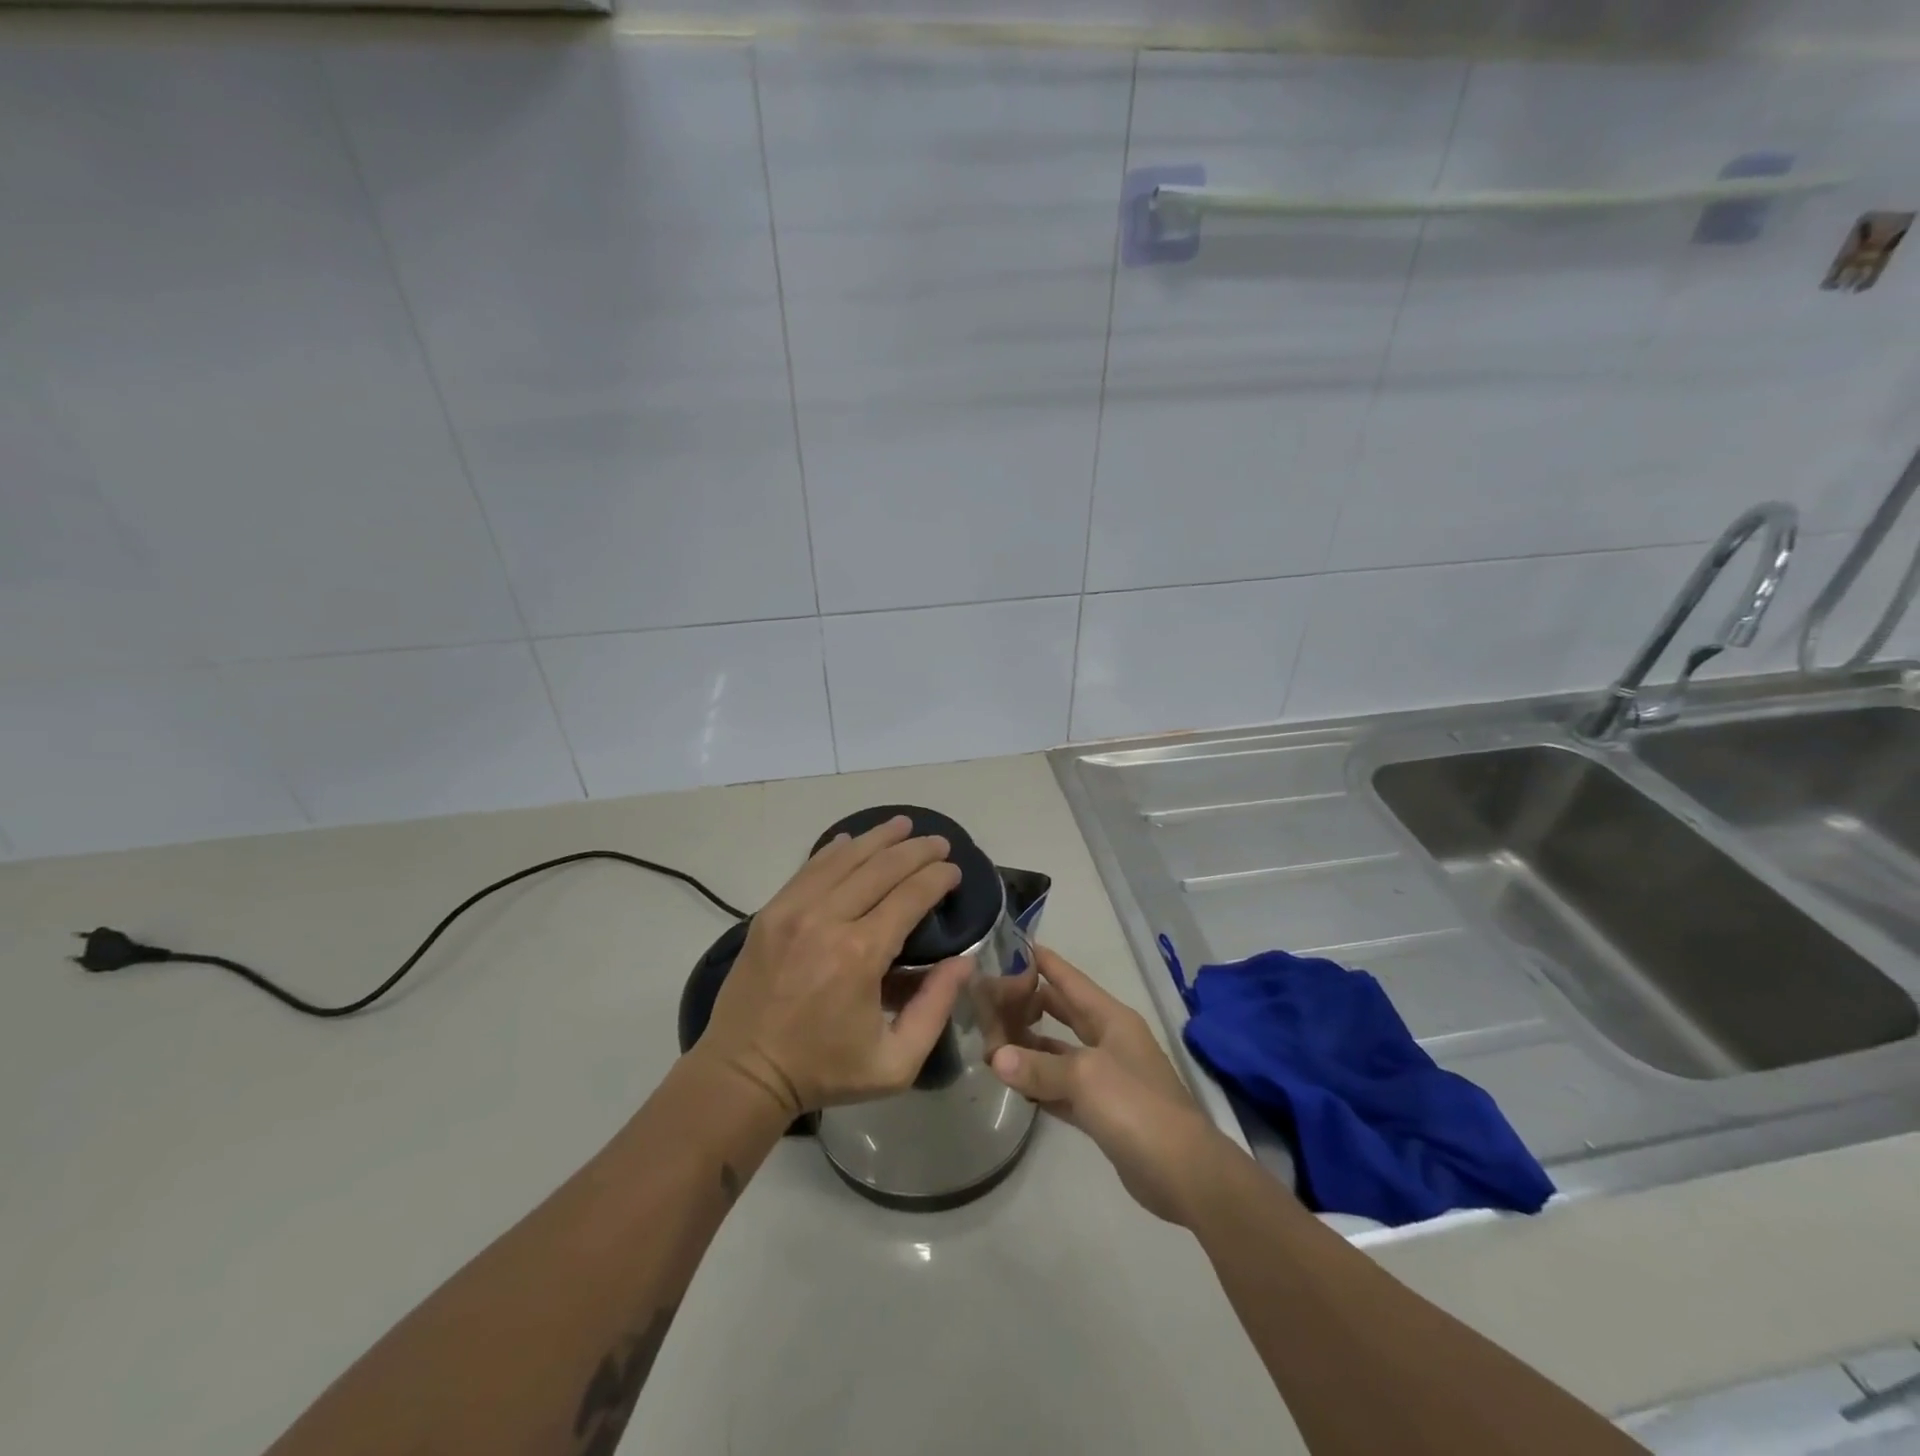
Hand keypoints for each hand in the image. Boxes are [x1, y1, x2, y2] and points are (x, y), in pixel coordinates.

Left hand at [696, 815, 973, 1116]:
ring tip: (903, 825)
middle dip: (916, 850)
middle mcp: (827, 920)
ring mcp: (793, 911)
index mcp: (861, 954)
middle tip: (939, 842)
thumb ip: (935, 1008)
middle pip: (881, 867)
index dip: (937, 877)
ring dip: (878, 838)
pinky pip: (809, 868)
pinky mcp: (769, 913)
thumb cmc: (824, 1071)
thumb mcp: (895, 1062)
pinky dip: (835, 850)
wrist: (743, 1074)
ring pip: (844, 858)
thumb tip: (964, 961)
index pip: (910, 895)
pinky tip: (852, 840)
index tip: (954, 870)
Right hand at [990, 947, 1230, 1224]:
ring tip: (993, 1041)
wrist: (1184, 1171)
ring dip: (1031, 1047)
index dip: (1046, 963)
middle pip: (1064, 1013)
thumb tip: (996, 1058)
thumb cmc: (1136, 1105)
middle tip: (991, 997)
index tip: (1014, 946)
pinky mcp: (1103, 1112)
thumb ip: (1038, 1066)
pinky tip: (1015, 1083)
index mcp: (1112, 1019)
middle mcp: (1110, 1041)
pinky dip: (1041, 1084)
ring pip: (1060, 1053)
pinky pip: (1063, 1088)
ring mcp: (1108, 1077)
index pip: (1071, 981)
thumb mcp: (1084, 1077)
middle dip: (1031, 1004)